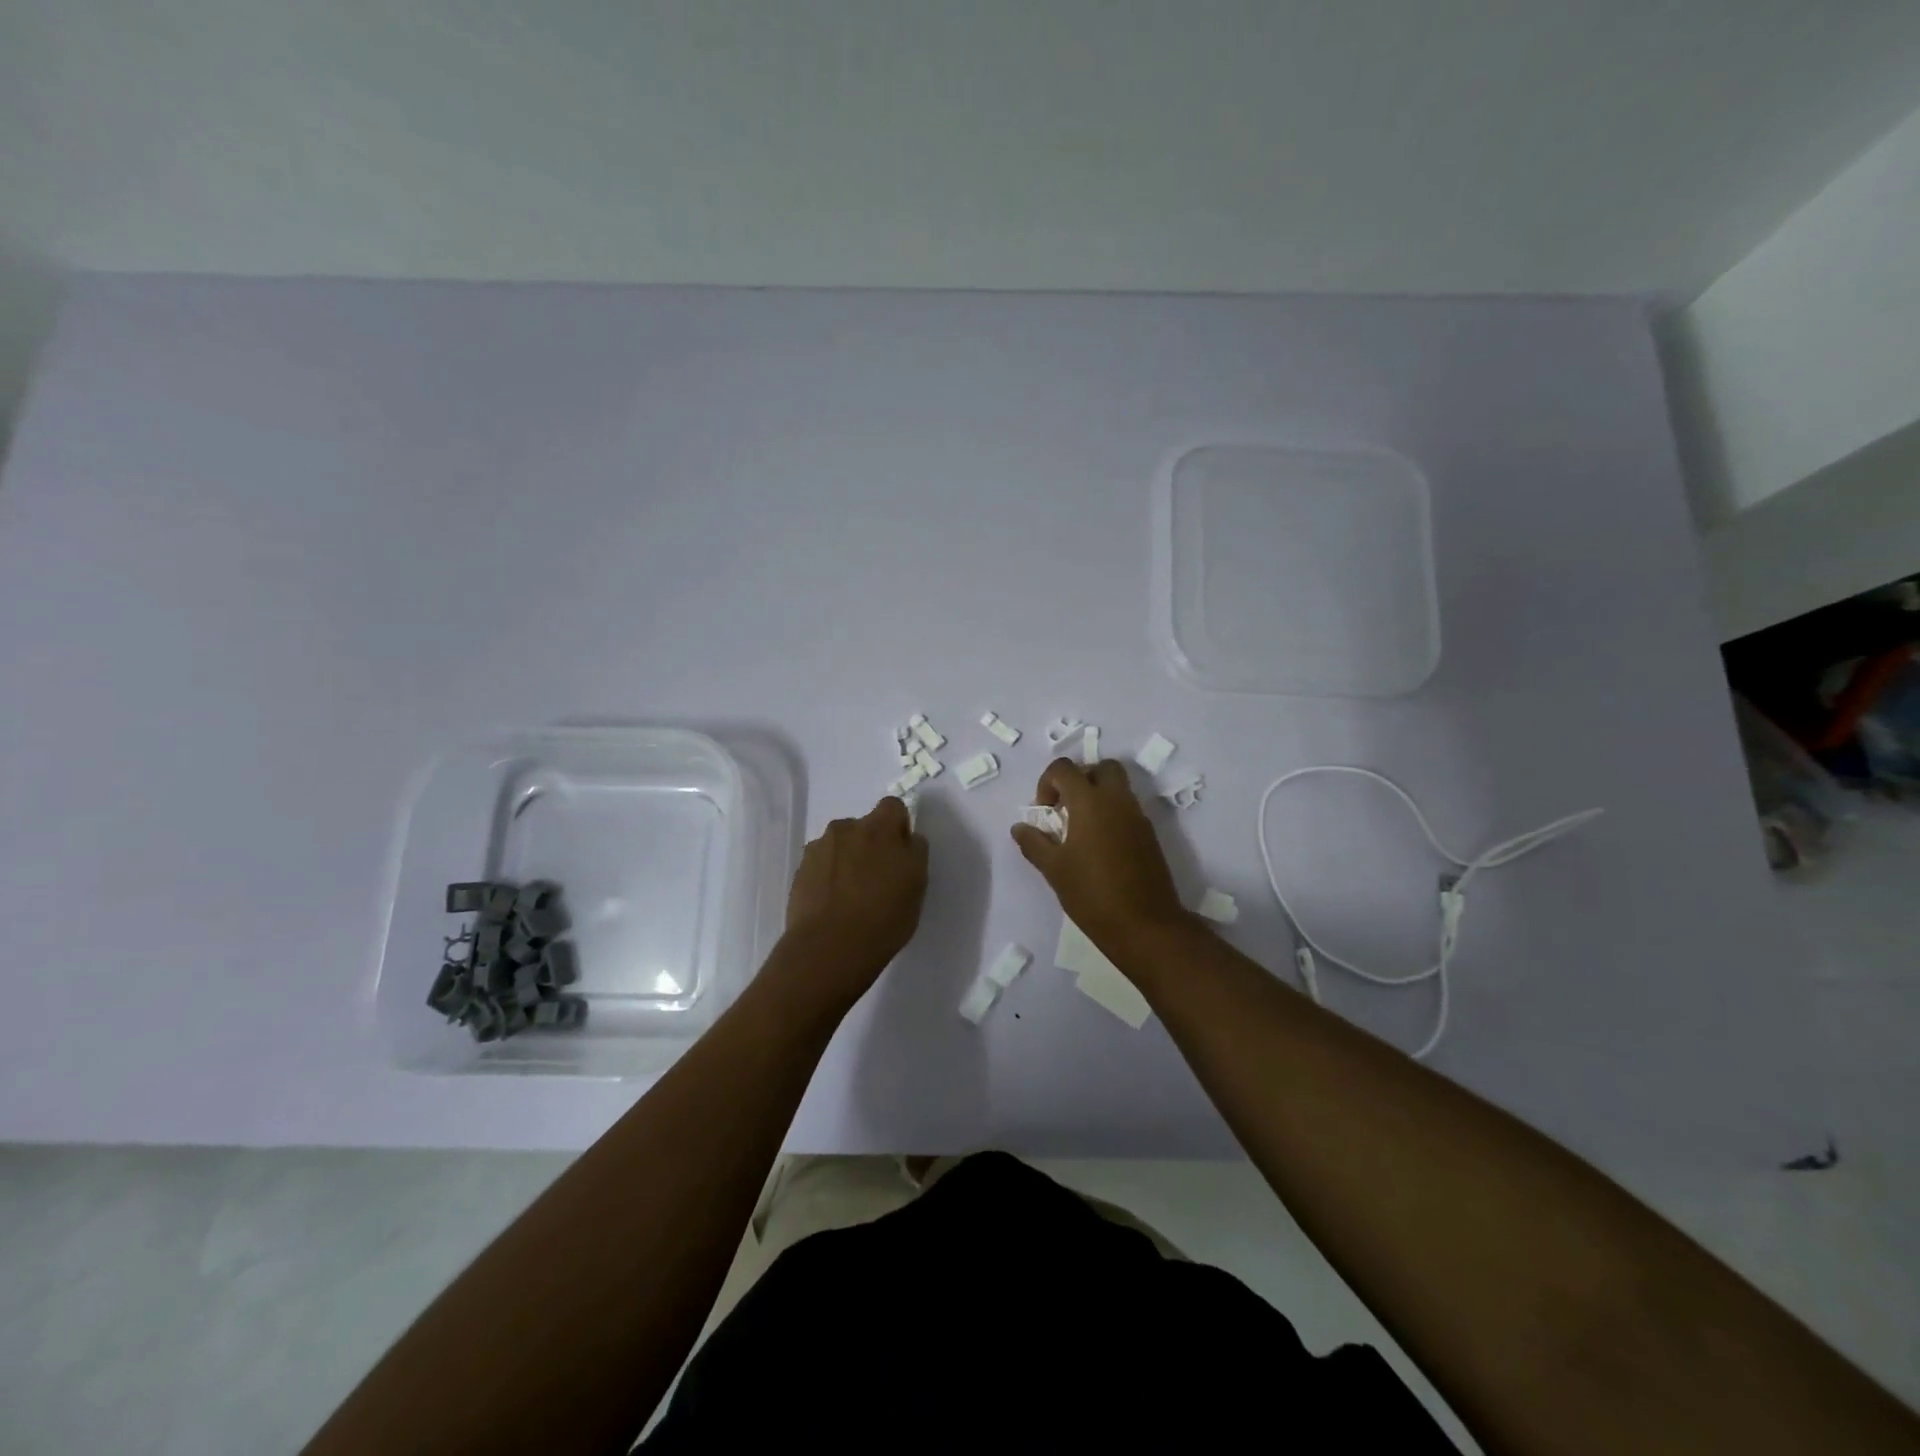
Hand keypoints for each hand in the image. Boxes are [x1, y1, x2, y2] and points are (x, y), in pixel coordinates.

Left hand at [781, 796, 928, 1007]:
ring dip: (847, 860)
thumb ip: (914, 852)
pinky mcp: (800, 871)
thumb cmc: (884, 916)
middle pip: (863, 826)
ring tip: (850, 896)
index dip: (898, 827)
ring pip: (840, 846)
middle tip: (876, 879)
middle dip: (870, 845)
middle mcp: (846, 828)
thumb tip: (906, 839)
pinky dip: (827, 877)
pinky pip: (820, 865)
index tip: (900, 854)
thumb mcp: (917, 884)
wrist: (830, 948)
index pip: (893, 807)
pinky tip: (832, 904)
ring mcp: (819, 848)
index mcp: (880, 827)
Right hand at [1010, 758, 1187, 945]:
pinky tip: (1099, 847)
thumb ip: (1034, 843)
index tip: (1045, 812)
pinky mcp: (1149, 836)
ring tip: (1080, 830)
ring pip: (1118, 788)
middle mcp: (1117, 801)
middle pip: (1101, 768)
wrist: (1146, 926)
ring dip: (1097, 797)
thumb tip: (1020, 827)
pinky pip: (1128, 810)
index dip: (1047, 782)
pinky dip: (1112, 814)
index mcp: (1090, 802)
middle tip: (1066, 808)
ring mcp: (1138, 817)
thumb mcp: (1054, 870)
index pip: (1065, 768)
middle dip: (1080, 779)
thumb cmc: (1093, 895)